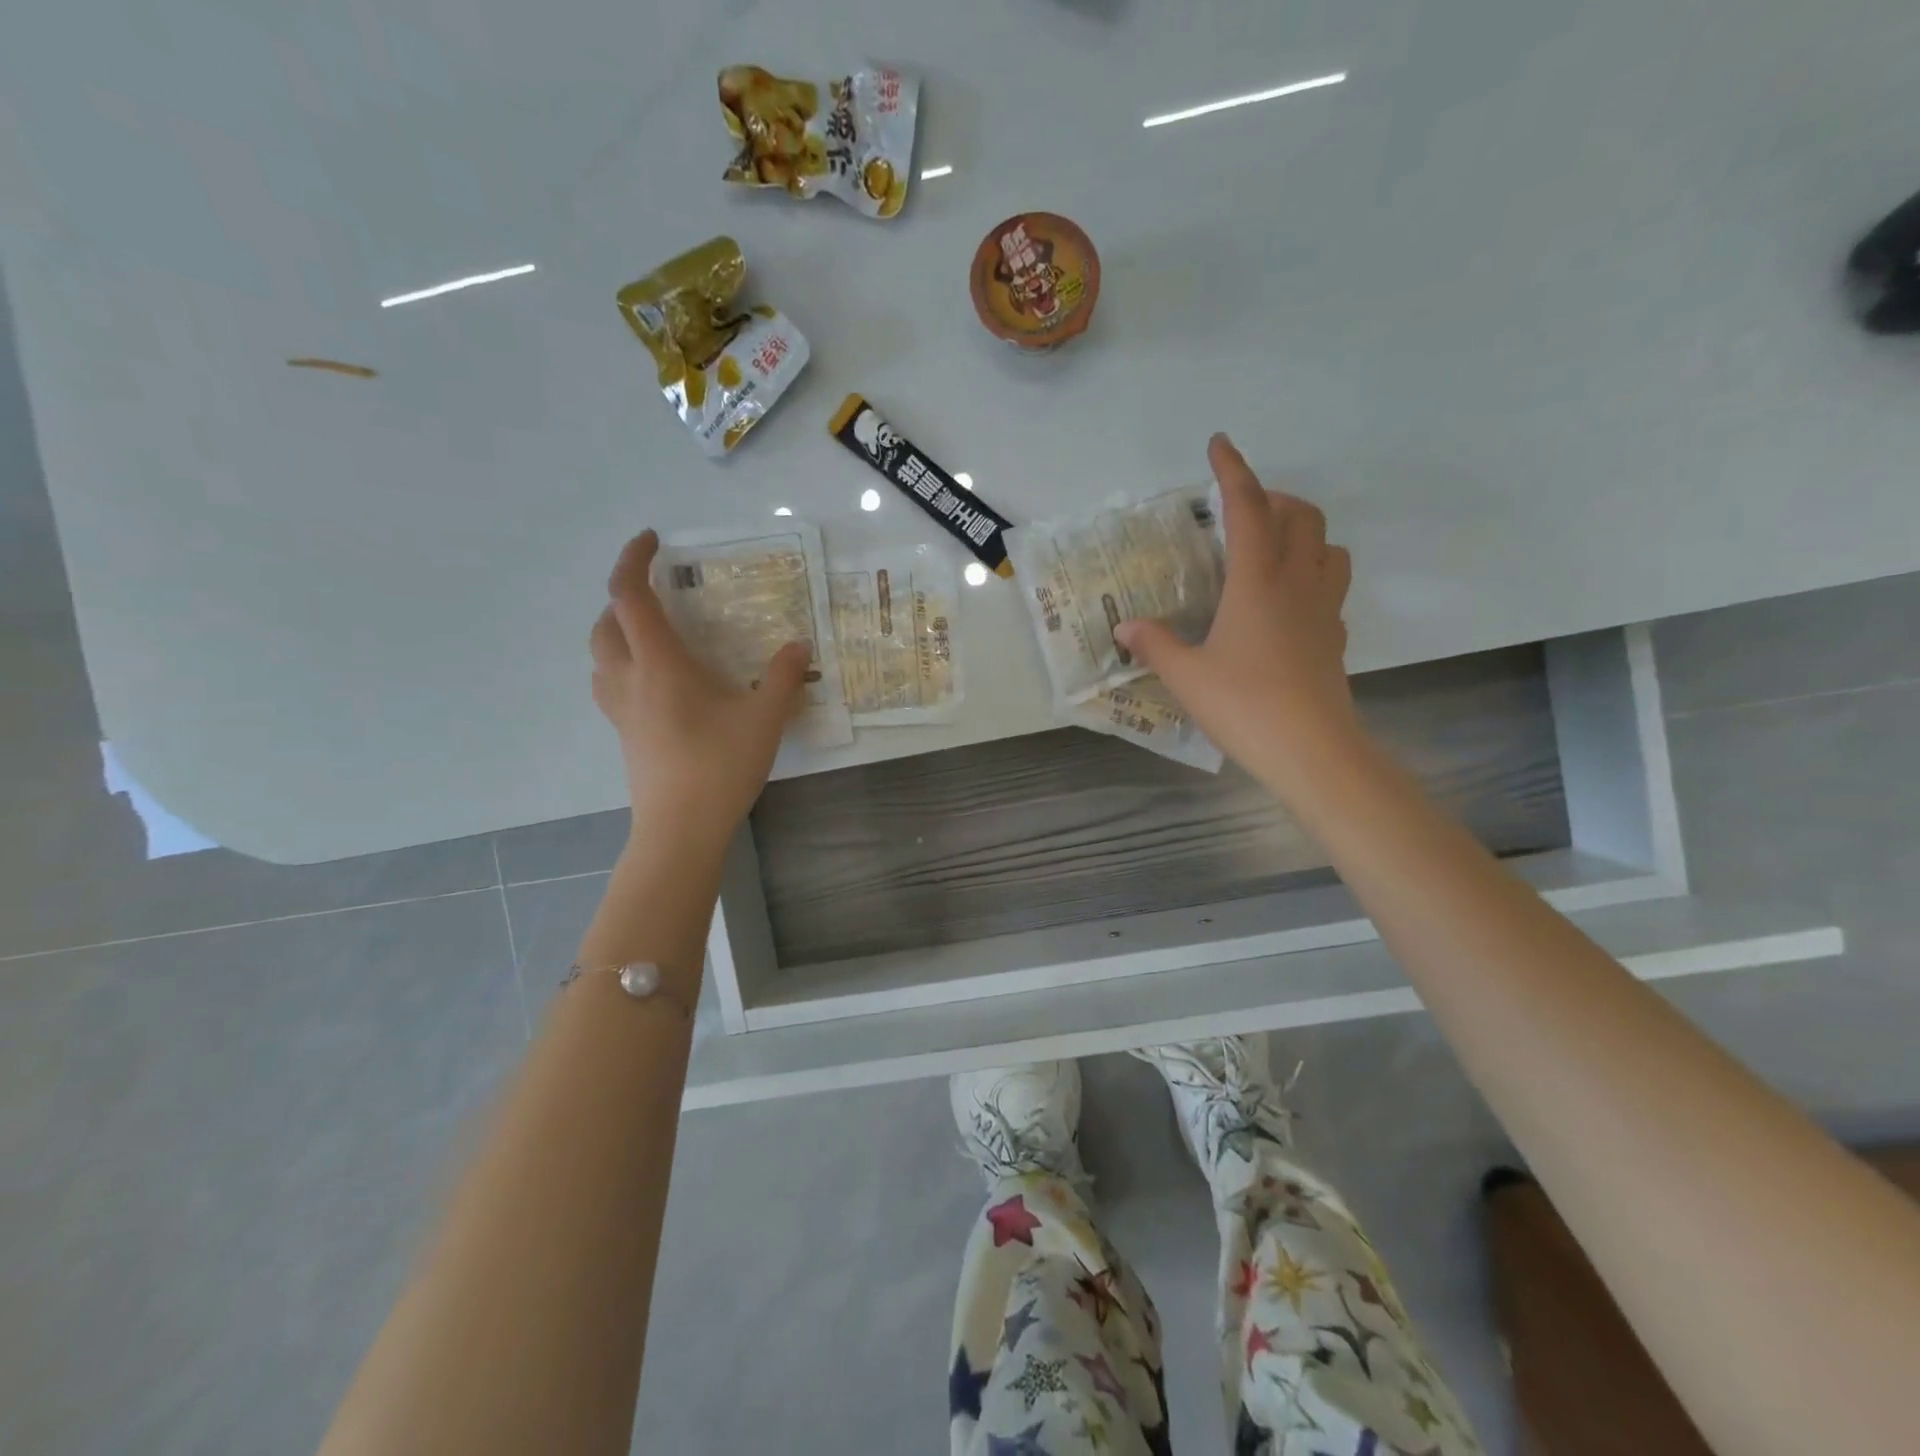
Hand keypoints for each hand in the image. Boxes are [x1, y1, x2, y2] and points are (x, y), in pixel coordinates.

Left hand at [590, 530, 809, 845]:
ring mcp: (620, 710)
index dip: (633, 559)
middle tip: (662, 595)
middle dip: (625, 597)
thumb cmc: (720, 767)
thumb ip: (781, 676)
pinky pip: (610, 684)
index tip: (652, 540)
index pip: (629, 595)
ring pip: (600, 655)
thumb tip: (799, 646)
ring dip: (618, 631)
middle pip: (605, 622)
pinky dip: (623, 665)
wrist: (680, 829)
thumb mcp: (764, 718)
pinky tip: (657, 682)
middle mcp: (629, 679)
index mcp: (658, 664)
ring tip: (656, 634)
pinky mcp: (624, 734)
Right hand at [1115, 434, 1357, 790]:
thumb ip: (1155, 644)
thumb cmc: (1244, 705)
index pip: (1247, 509)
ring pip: (1328, 546)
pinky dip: (1311, 574)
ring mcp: (1324, 609)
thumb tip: (1126, 626)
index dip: (1232, 471)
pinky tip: (1285, 602)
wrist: (1312, 751)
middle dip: (1273, 499)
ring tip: (1268, 550)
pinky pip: (1331, 585)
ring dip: (1302, 533)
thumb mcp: (1186, 676)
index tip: (1219, 444)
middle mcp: (1297, 583)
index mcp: (1257, 581)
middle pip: (1301, 516)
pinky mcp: (1334, 637)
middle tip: (1239, 513)